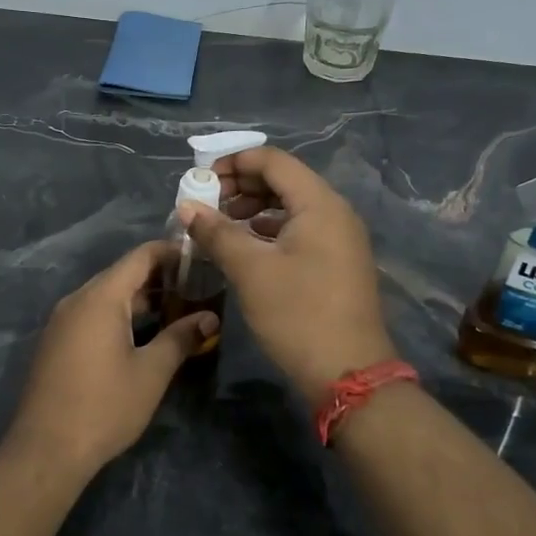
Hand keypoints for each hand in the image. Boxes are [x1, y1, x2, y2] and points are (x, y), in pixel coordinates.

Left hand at [5, 240, 217, 477]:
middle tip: (197, 289)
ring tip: (177, 312)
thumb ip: (181, 338)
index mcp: (100, 297)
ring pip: (107, 297)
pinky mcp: (56, 342)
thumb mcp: (151, 372)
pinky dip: (120, 316)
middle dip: (160, 279)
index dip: (171, 253)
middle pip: (122, 275)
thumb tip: (210, 318)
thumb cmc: (104, 406)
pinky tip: (142, 335)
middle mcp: (77, 300)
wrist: (46, 450)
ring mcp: (62, 321)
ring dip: (141, 300)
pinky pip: (92, 315)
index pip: (140, 256)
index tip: (200, 259)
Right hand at [179, 147, 397, 398]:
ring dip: (253, 209)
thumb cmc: (298, 315)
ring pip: (291, 207)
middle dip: (241, 185)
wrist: (349, 374)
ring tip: (220, 225)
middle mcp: (334, 212)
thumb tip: (187, 205)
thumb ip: (217, 232)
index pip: (273, 161)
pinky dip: (269, 230)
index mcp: (319, 204)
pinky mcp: (337, 262)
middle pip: (283, 180)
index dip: (234, 162)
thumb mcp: (250, 270)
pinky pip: (300, 230)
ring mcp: (339, 238)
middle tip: (206, 204)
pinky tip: (246, 247)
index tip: (200, 180)